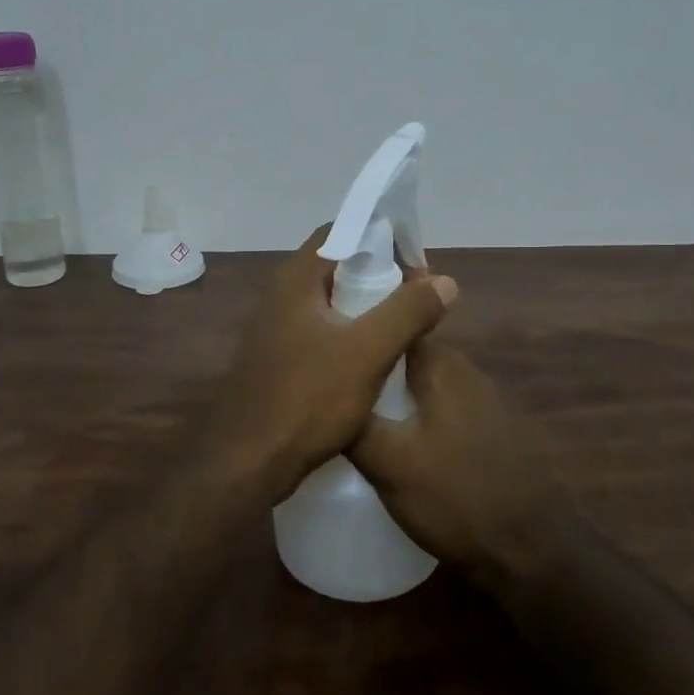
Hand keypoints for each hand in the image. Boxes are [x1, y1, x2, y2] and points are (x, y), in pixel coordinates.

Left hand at [208, 225, 458, 503]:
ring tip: (405, 323)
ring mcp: (275, 331)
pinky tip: (374, 358)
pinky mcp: (278, 361)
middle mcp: (280, 297)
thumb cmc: (307, 399)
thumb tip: (444, 281)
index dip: (379, 237)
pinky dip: (349, 335)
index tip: (415, 258)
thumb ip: (407, 312)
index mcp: (295, 281)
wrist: (249, 462)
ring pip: (329, 304)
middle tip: (418, 293)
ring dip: (366, 307)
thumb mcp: (367, 352)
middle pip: (336, 268)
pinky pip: (321, 333)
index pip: (339, 233)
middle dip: (378, 275)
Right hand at [346, 339, 568, 576]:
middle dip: (374, 366)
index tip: (327, 347)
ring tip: (356, 414)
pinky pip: (442, 410)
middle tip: (333, 386)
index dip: (360, 330)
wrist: (531, 552)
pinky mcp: (494, 433)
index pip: (395, 324)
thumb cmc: (455, 497)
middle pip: (408, 355)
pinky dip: (418, 417)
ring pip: (426, 385)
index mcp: (443, 367)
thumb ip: (354, 421)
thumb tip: (323, 393)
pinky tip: (400, 444)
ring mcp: (486, 403)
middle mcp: (468, 373)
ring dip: (396, 394)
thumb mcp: (388, 463)